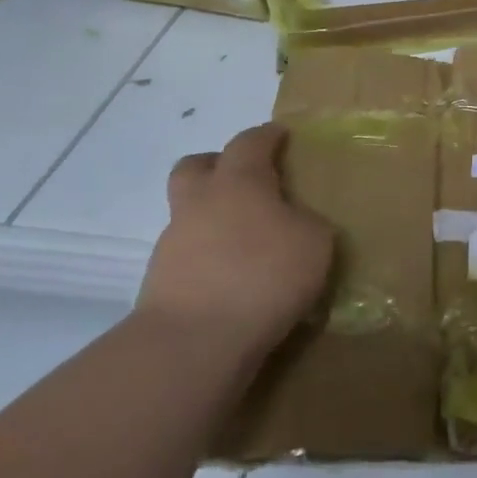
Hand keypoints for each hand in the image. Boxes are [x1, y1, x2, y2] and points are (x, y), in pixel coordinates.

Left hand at [138, 123, 333, 356]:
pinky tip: (233, 277)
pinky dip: (209, 257)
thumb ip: (307, 223)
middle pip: (196, 166)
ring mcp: (174, 243)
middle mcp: (200, 202)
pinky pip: (189, 255)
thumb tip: (296, 223)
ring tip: (246, 240)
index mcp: (239, 181)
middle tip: (245, 178)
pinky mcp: (161, 283)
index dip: (267, 136)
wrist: (194, 342)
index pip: (250, 142)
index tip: (281, 135)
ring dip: (213, 217)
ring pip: (190, 213)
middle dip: (217, 164)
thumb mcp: (315, 242)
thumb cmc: (264, 275)